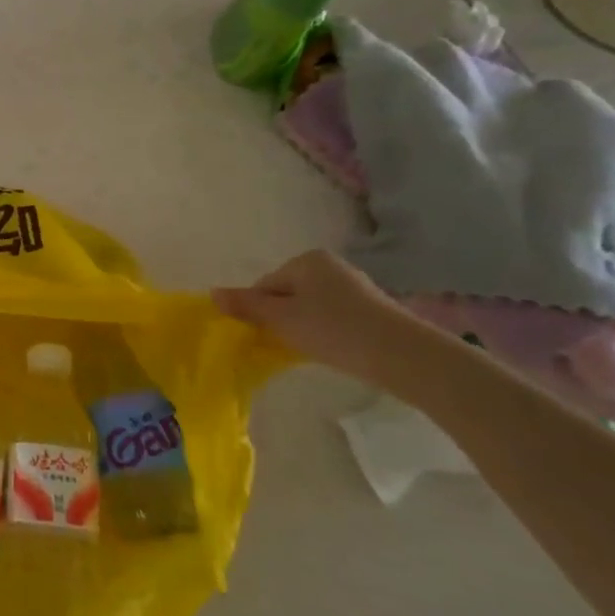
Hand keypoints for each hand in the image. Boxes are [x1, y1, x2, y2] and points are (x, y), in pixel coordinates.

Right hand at [213, 250, 414, 381]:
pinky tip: (332, 350)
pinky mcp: (373, 311)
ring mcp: (355, 288)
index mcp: (306, 260)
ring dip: (304, 327)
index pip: (265, 285)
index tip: (266, 334)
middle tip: (286, 344)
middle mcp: (331, 266)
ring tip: (310, 350)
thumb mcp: (280, 318)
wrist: (403, 355)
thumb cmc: (333, 330)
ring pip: (311, 308)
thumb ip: (245, 305)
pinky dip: (327, 333)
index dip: (259, 311)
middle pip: (287, 294)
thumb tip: (211, 293)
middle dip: (282, 318)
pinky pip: (334, 318)